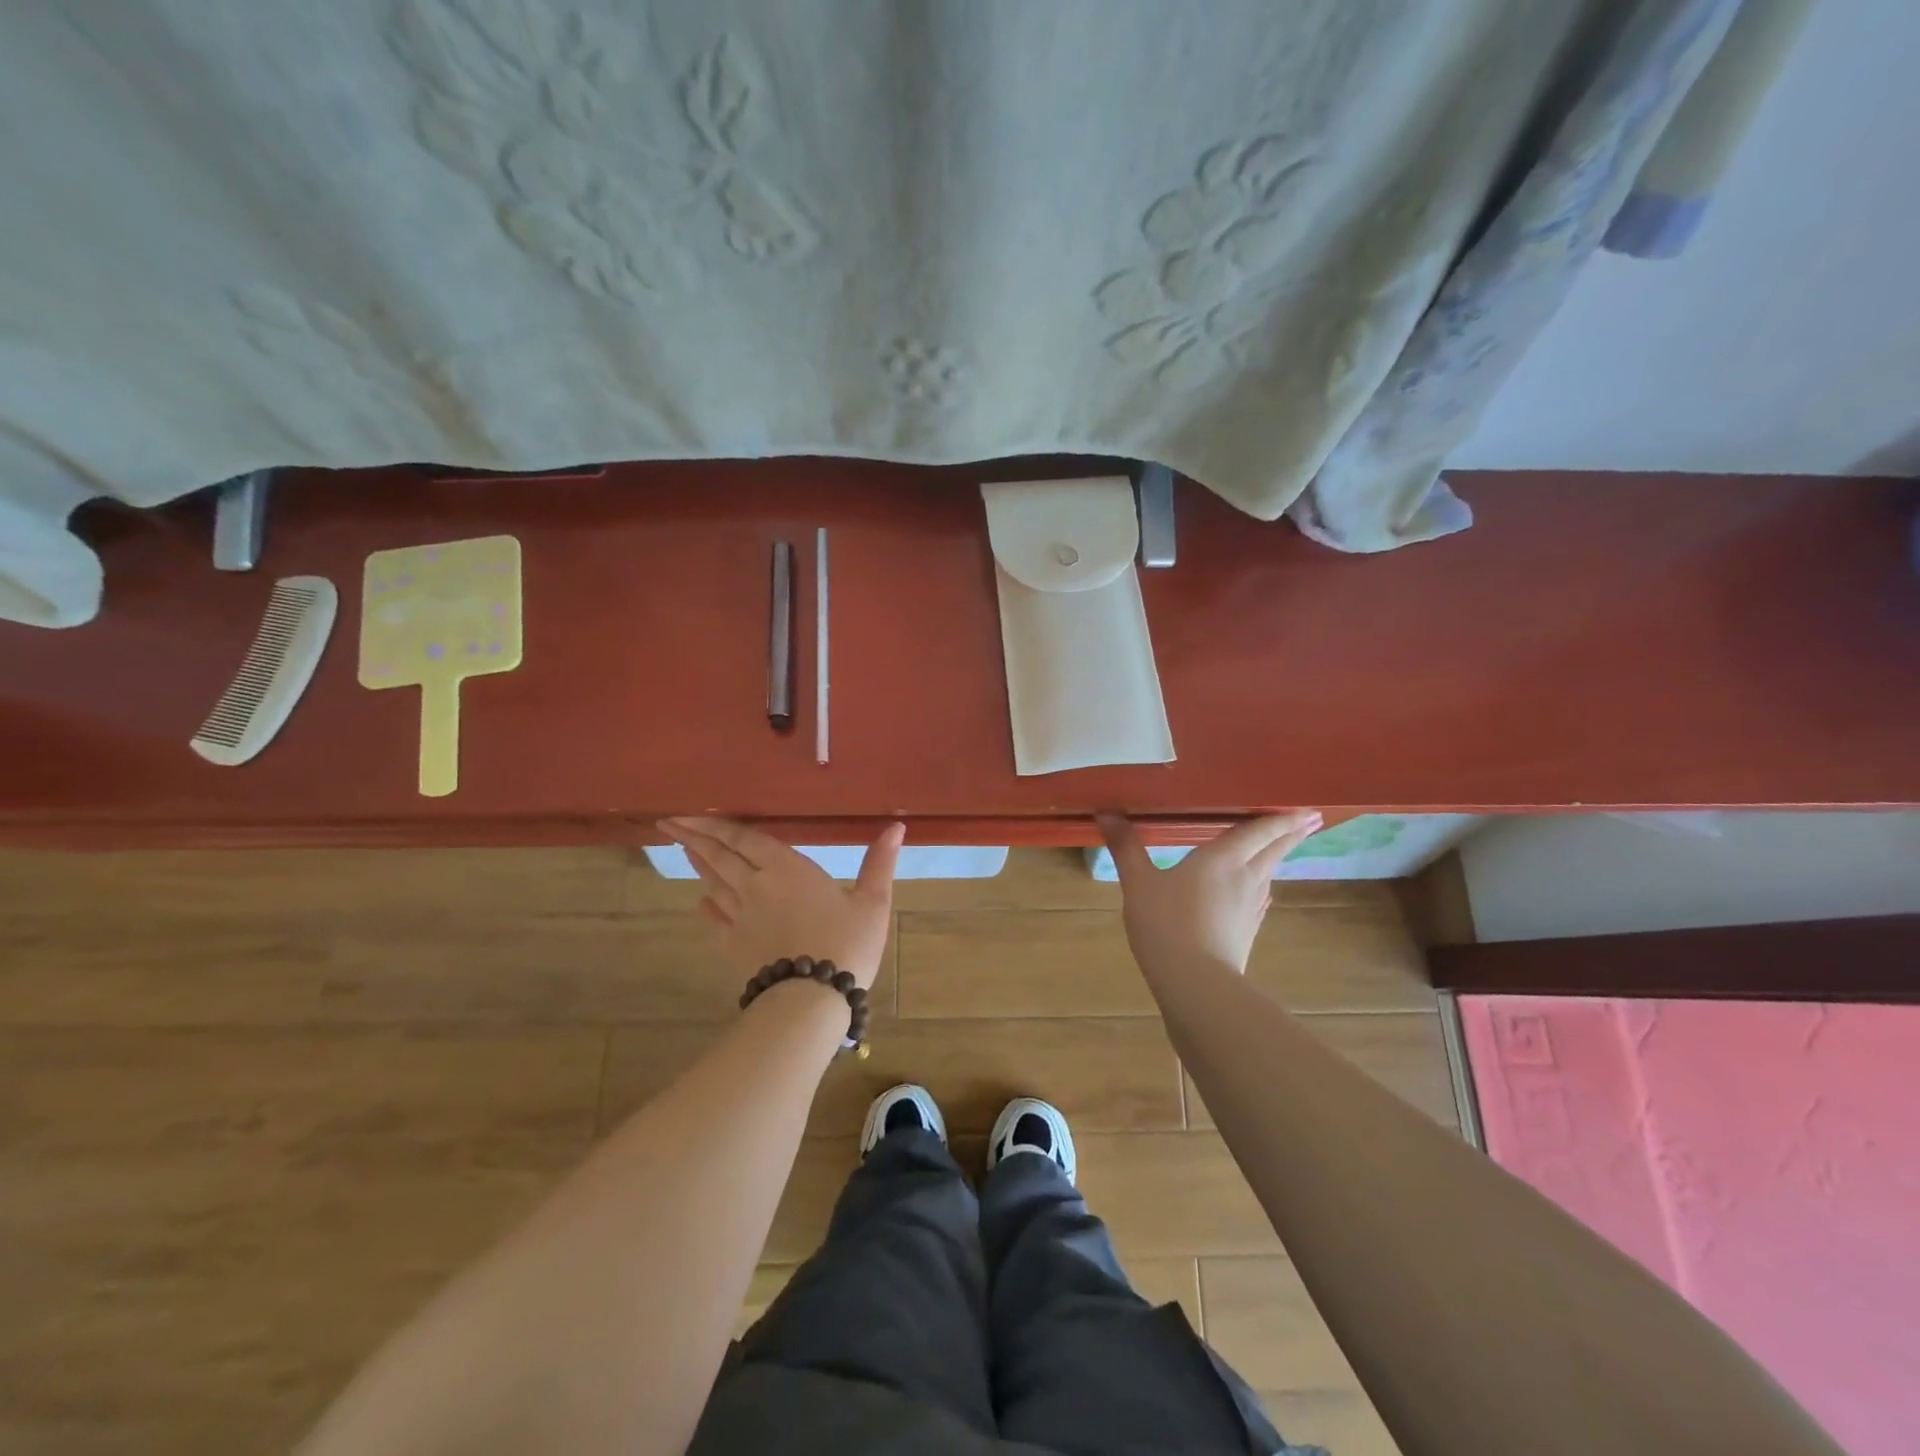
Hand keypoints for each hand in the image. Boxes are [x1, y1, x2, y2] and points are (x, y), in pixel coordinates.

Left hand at [659, 817, 904, 990]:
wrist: (812, 998)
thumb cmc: (846, 944)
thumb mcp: (872, 901)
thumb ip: (879, 862)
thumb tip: (897, 827)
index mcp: (786, 867)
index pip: (742, 838)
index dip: (714, 825)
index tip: (687, 815)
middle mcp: (755, 885)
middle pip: (718, 856)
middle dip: (693, 838)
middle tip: (669, 825)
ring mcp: (741, 917)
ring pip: (713, 883)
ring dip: (698, 865)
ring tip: (685, 851)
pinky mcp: (734, 946)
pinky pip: (715, 919)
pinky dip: (707, 905)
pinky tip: (701, 901)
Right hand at [1097, 811, 1322, 973]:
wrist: (1195, 984)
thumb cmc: (1166, 924)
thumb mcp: (1138, 883)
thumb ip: (1126, 847)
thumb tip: (1106, 812)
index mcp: (1222, 858)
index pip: (1259, 830)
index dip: (1283, 817)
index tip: (1307, 807)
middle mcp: (1244, 878)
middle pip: (1273, 850)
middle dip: (1291, 834)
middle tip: (1309, 820)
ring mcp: (1249, 907)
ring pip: (1269, 874)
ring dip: (1279, 858)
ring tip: (1282, 848)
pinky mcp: (1246, 931)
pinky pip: (1260, 898)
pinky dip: (1263, 885)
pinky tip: (1258, 892)